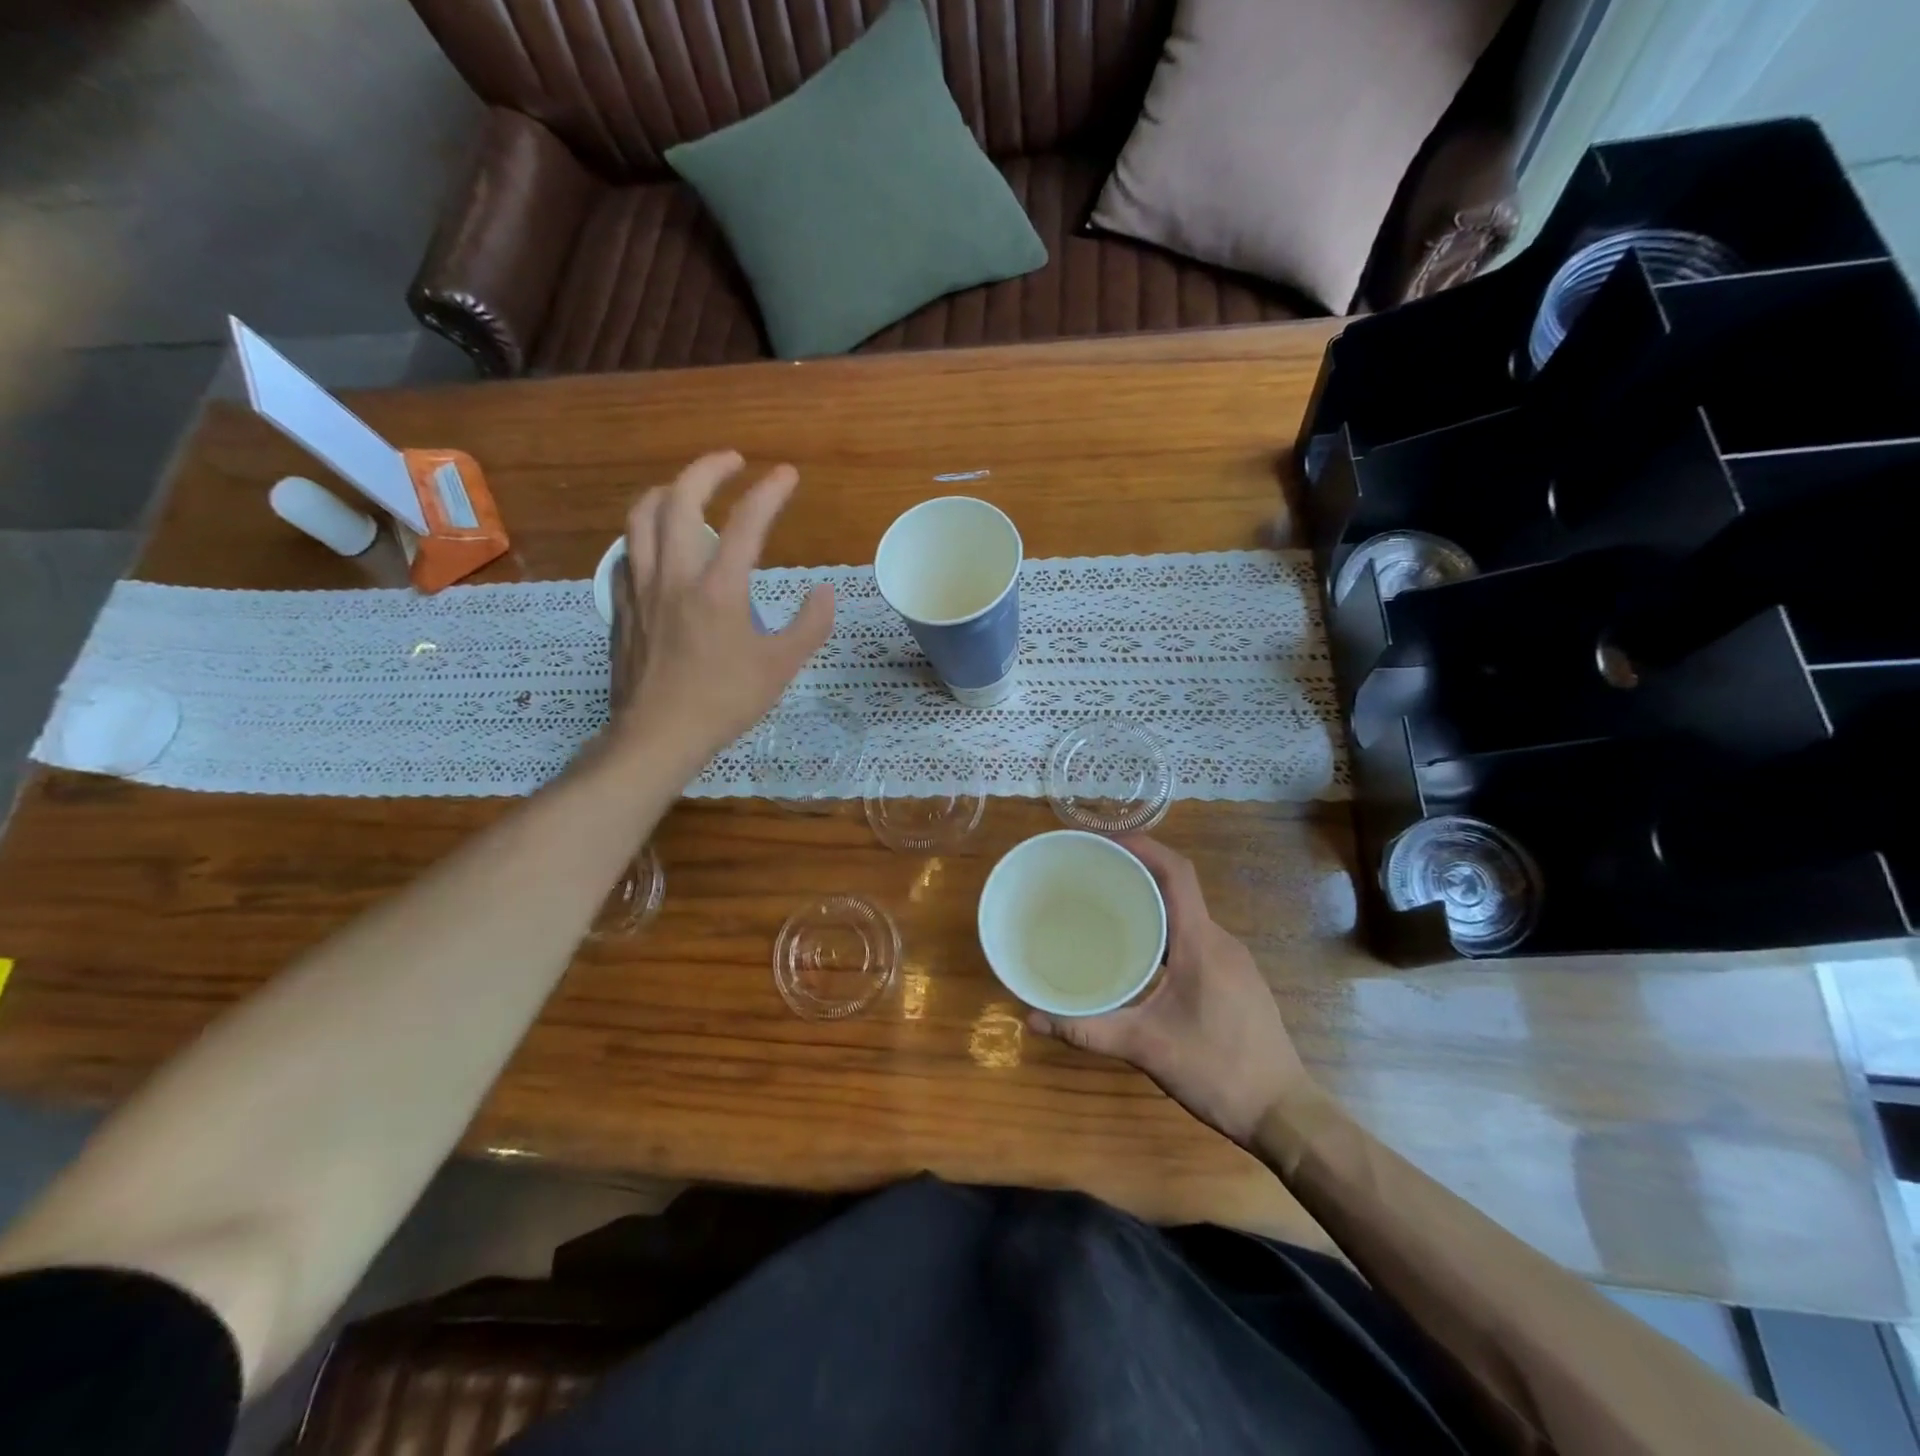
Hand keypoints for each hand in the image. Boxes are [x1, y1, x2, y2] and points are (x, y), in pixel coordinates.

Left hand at [613, 452, 833, 762]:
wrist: (657, 735)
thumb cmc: (723, 702)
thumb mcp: (781, 668)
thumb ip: (810, 625)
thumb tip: (824, 591)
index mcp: (717, 588)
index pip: (746, 523)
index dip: (770, 491)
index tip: (787, 474)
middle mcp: (674, 575)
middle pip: (680, 500)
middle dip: (708, 470)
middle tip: (732, 462)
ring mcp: (641, 588)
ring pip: (641, 517)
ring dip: (668, 491)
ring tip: (689, 489)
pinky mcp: (622, 606)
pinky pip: (627, 551)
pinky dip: (644, 532)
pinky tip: (655, 543)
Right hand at [1029, 836, 1312, 1145]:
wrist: (1283, 1114)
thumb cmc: (1217, 1071)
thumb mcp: (1146, 1049)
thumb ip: (1088, 1031)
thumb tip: (1032, 1019)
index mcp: (1201, 942)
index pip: (1176, 872)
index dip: (1143, 846)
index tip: (1104, 841)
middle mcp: (1220, 940)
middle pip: (1178, 888)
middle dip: (1137, 872)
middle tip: (1091, 874)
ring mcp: (1232, 960)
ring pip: (1187, 914)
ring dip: (1151, 903)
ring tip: (1107, 908)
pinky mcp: (1235, 978)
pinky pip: (1195, 937)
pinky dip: (1165, 929)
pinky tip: (1141, 954)